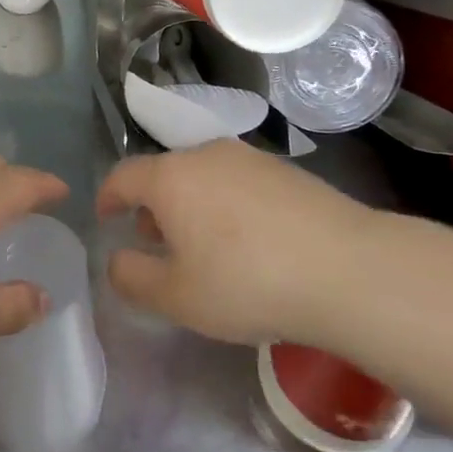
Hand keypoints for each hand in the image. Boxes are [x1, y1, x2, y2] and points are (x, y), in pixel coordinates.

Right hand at [96, 140, 394, 344]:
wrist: (348, 269)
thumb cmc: (246, 282)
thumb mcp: (177, 297)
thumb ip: (133, 278)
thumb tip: (116, 260)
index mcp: (171, 177)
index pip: (123, 175)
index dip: (108, 196)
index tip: (105, 216)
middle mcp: (206, 154)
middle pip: (165, 173)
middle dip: (152, 205)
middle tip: (156, 244)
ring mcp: (250, 158)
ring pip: (203, 176)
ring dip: (191, 204)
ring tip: (203, 246)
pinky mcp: (287, 171)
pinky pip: (239, 182)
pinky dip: (227, 204)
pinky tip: (249, 241)